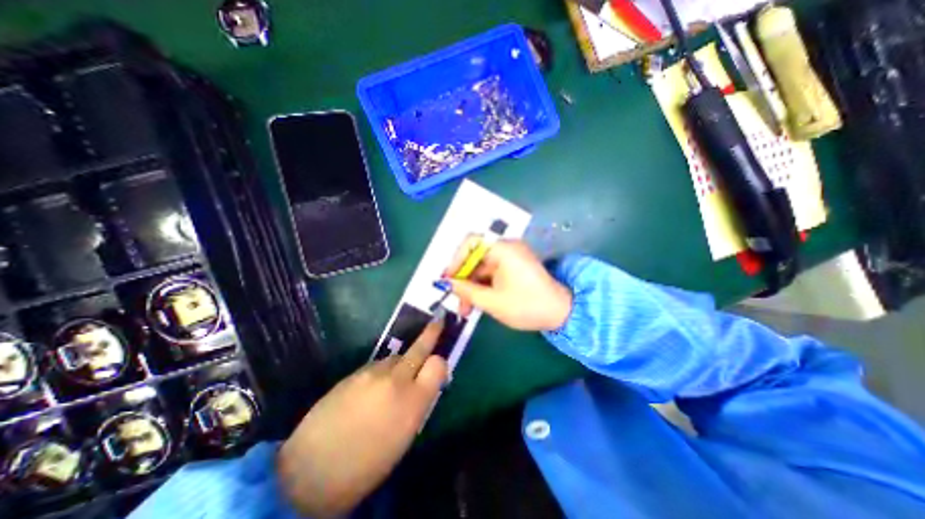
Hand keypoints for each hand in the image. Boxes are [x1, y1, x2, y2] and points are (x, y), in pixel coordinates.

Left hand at [274, 318, 447, 515]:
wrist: (311, 471)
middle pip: (419, 348)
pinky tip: (370, 389)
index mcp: (413, 401)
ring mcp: (372, 373)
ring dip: (400, 363)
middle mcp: (396, 380)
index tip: (438, 367)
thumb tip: (423, 385)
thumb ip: (418, 404)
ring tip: (391, 382)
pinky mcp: (354, 372)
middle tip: (438, 321)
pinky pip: (376, 365)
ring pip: (396, 356)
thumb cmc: (367, 466)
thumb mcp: (404, 438)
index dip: (440, 363)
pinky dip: (380, 371)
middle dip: (431, 333)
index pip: (438, 364)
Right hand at [447, 239, 571, 332]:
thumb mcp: (492, 301)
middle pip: (474, 257)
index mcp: (503, 249)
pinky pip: (491, 273)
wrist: (561, 313)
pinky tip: (477, 303)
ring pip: (481, 268)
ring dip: (471, 286)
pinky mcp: (513, 267)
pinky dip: (482, 286)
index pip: (470, 242)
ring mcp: (510, 257)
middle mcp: (506, 248)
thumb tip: (446, 283)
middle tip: (456, 301)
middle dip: (463, 279)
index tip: (448, 280)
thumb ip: (466, 291)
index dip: (455, 260)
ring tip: (466, 309)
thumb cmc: (527, 306)